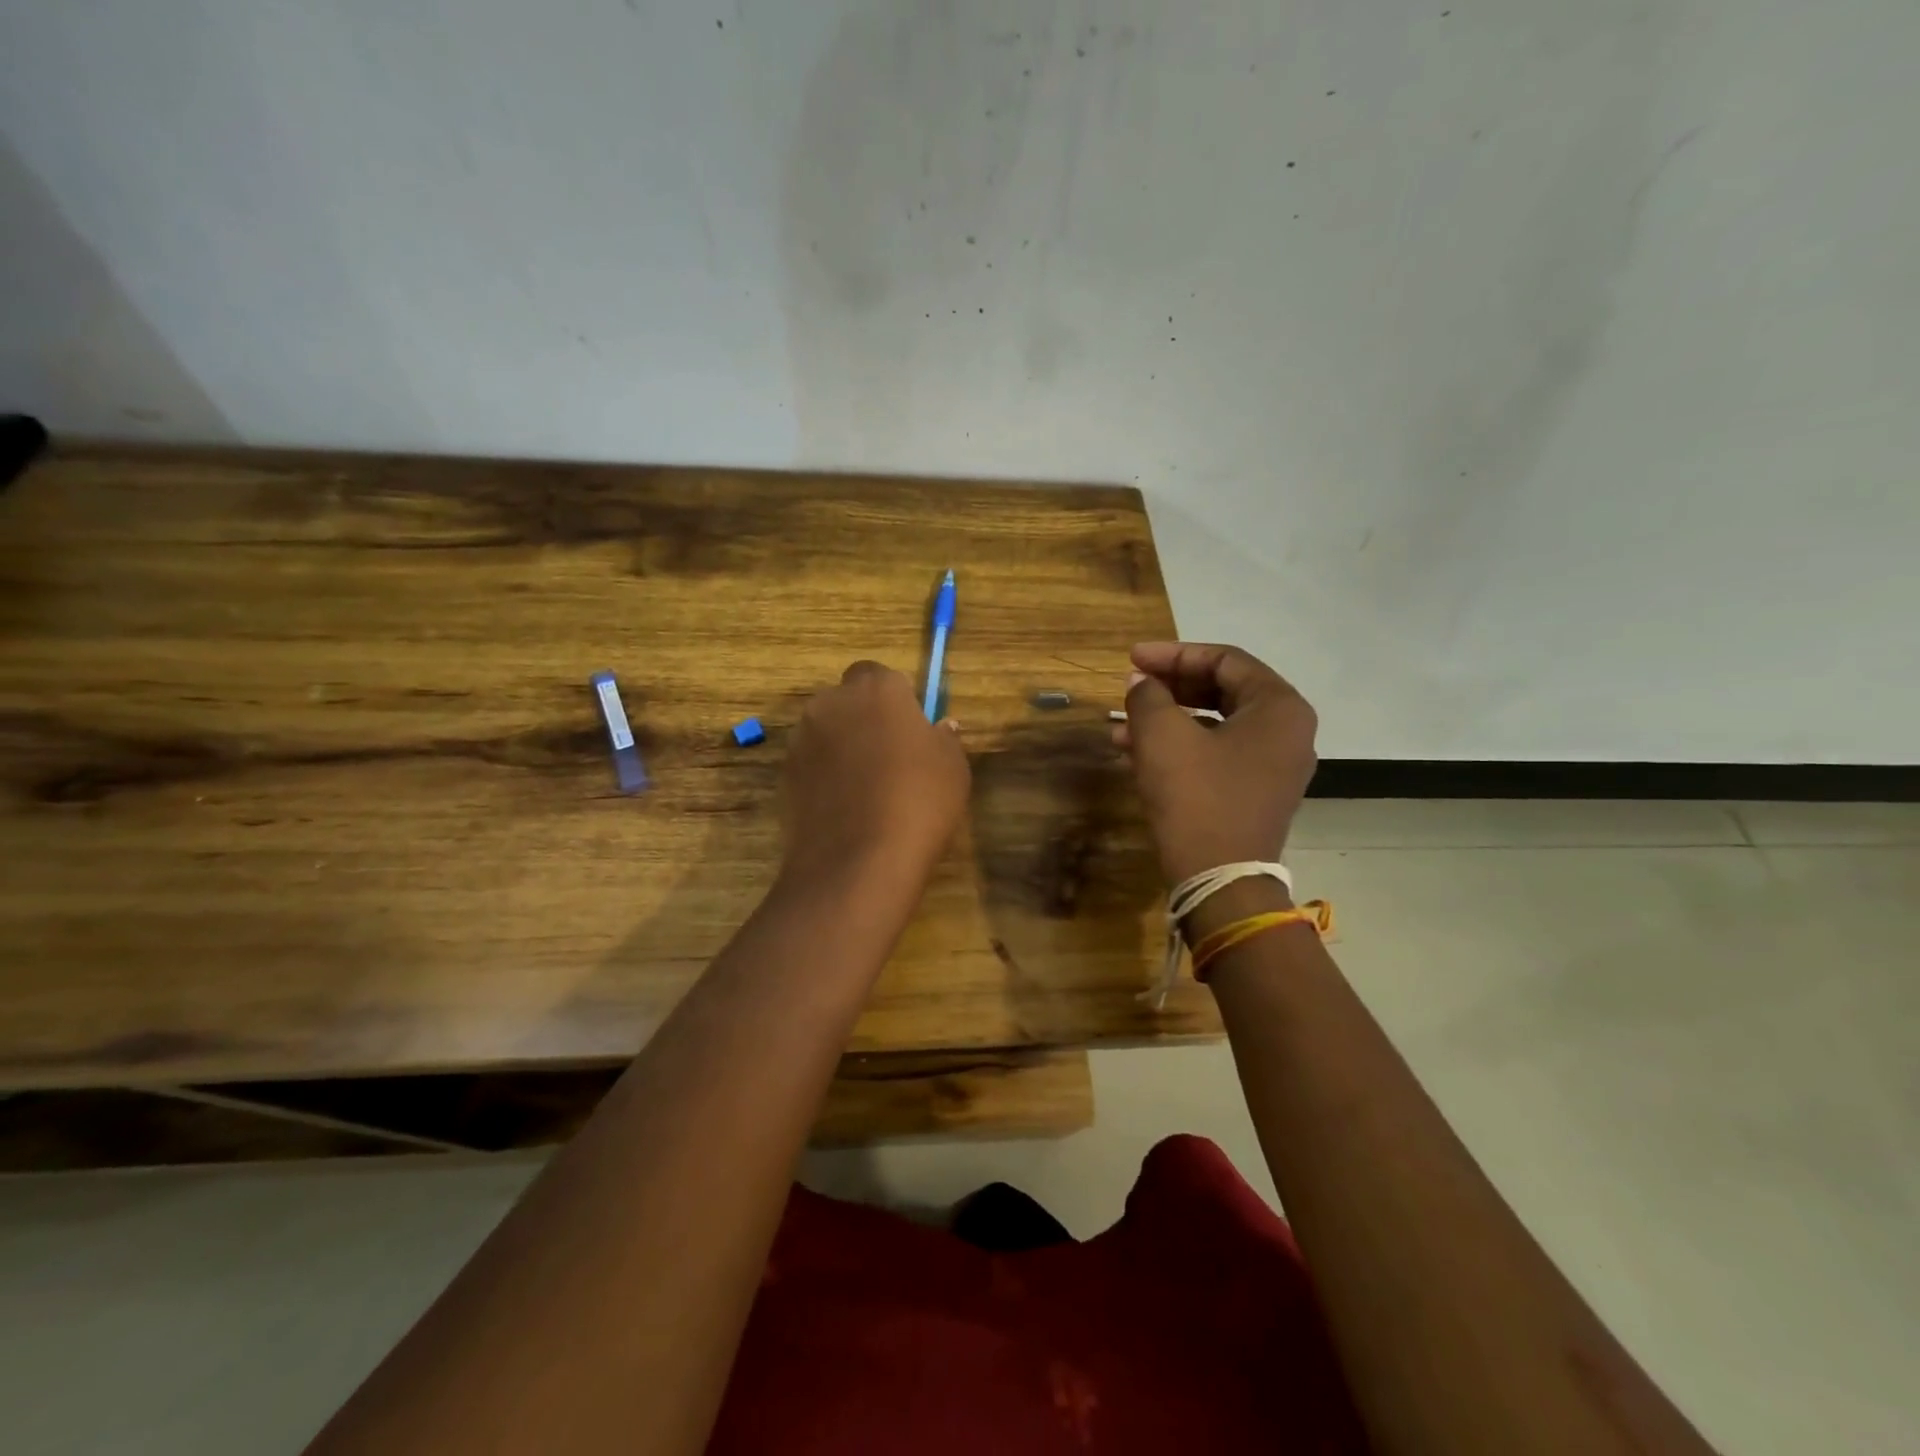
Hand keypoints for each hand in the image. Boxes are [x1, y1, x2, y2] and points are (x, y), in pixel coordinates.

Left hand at [780, 661, 970, 893]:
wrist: (858, 861)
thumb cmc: (918, 801)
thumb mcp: (953, 767)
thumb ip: (945, 738)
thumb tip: (940, 727)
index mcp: (876, 689)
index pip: (879, 675)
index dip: (893, 700)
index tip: (909, 729)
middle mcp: (831, 703)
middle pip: (847, 701)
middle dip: (863, 720)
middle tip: (889, 758)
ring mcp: (802, 739)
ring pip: (825, 732)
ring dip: (841, 748)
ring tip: (864, 790)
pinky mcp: (784, 775)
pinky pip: (811, 765)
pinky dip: (823, 777)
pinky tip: (844, 809)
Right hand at [1114, 642, 1317, 886]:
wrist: (1219, 880)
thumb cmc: (1196, 797)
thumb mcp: (1162, 736)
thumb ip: (1148, 696)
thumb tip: (1141, 682)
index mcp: (1279, 708)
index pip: (1224, 660)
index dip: (1173, 654)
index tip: (1132, 658)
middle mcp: (1287, 731)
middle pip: (1222, 690)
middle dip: (1169, 687)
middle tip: (1130, 685)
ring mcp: (1274, 766)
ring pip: (1214, 725)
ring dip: (1167, 720)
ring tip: (1120, 725)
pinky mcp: (1255, 793)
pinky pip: (1216, 754)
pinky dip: (1179, 747)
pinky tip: (1135, 752)